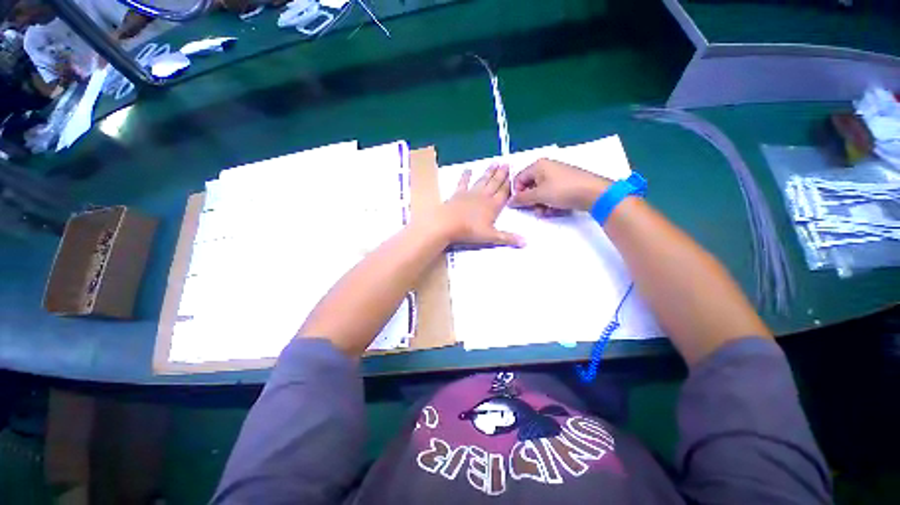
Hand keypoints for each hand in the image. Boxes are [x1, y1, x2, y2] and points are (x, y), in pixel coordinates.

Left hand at [437, 164, 523, 247]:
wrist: (447, 224)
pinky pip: (463, 183)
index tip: (515, 174)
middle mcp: (483, 197)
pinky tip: (468, 169)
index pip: (504, 193)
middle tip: (507, 163)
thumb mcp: (491, 237)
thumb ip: (508, 238)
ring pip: (482, 181)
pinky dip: (465, 176)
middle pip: (495, 184)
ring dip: (489, 172)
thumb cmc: (469, 231)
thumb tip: (526, 242)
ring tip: (495, 162)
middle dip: (501, 174)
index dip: (510, 185)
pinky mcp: (457, 194)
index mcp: (492, 206)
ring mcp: (470, 194)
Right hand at [508, 158, 610, 212]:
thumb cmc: (563, 190)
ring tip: (547, 211)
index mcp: (538, 166)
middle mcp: (546, 168)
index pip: (518, 179)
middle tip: (535, 209)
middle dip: (531, 201)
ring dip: (540, 204)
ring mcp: (557, 176)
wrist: (593, 193)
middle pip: (529, 187)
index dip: (517, 193)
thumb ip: (522, 198)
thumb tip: (510, 201)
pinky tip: (555, 210)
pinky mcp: (565, 184)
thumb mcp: (539, 195)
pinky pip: (551, 194)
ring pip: (540, 193)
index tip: (519, 205)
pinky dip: (550, 203)